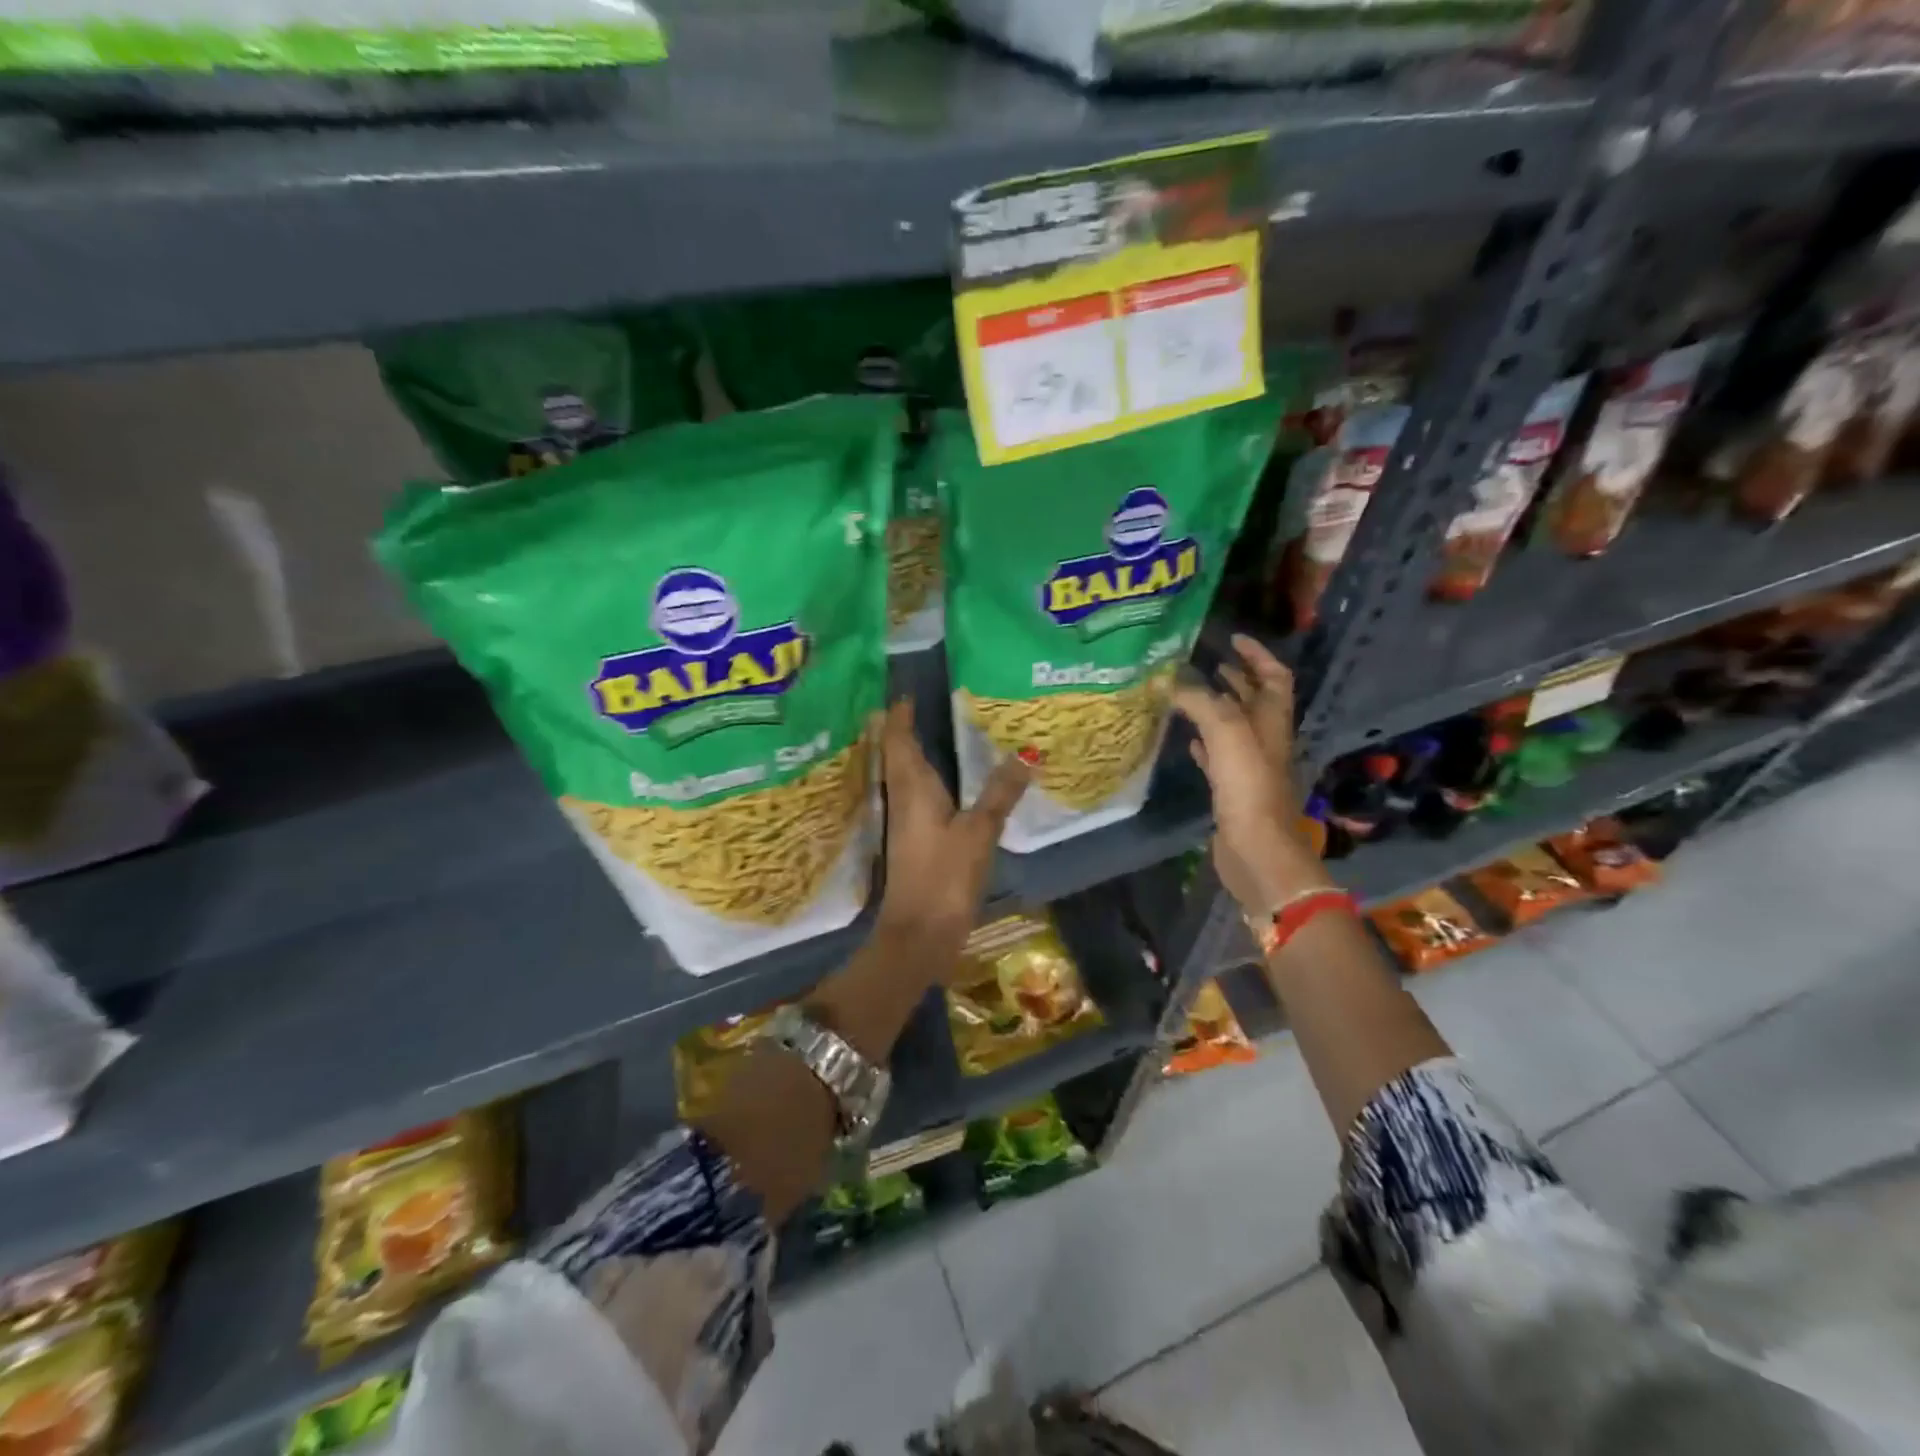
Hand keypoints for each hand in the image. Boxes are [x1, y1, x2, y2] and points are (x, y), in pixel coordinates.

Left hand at [875, 698, 1029, 964]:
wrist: (918, 936)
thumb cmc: (943, 878)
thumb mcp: (978, 832)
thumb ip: (999, 793)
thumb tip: (1024, 754)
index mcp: (911, 789)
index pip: (899, 741)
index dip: (900, 716)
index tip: (907, 693)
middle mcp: (902, 800)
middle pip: (897, 756)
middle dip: (904, 730)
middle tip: (923, 706)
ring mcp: (905, 824)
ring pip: (905, 777)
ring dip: (915, 754)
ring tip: (937, 733)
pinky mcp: (914, 843)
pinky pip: (917, 798)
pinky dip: (928, 781)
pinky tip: (948, 785)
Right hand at [1172, 635, 1330, 916]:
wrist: (1256, 847)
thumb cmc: (1248, 784)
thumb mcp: (1224, 730)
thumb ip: (1198, 700)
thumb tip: (1167, 680)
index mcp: (1272, 719)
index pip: (1274, 676)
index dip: (1257, 654)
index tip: (1232, 638)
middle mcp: (1264, 738)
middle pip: (1253, 700)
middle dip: (1233, 678)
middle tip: (1202, 661)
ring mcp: (1250, 766)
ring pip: (1233, 727)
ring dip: (1215, 708)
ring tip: (1187, 693)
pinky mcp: (1233, 789)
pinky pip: (1219, 757)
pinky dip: (1205, 742)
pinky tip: (1187, 739)